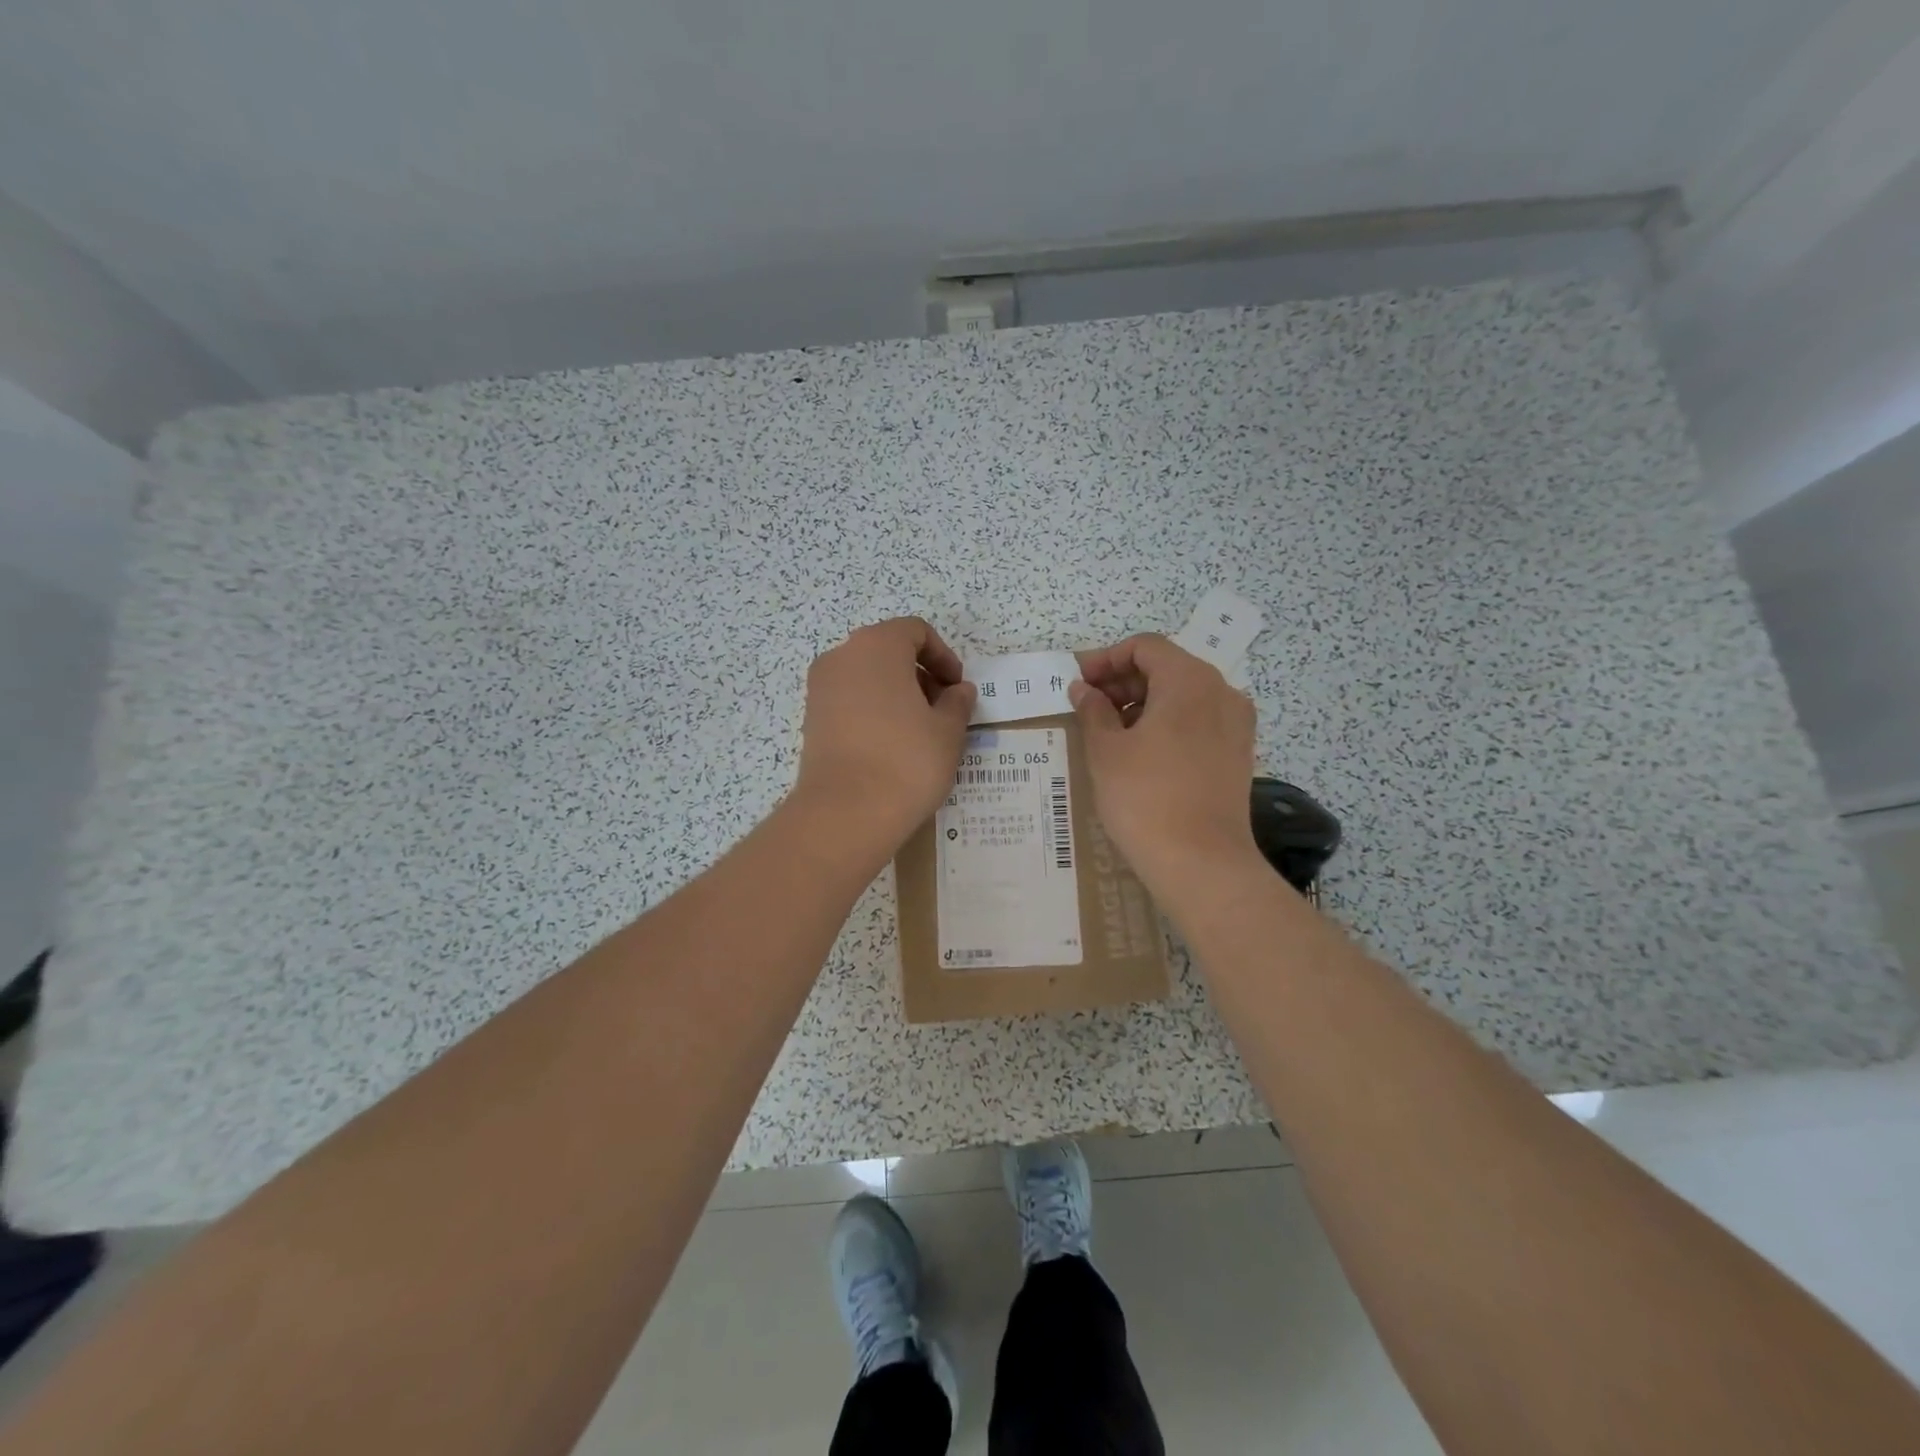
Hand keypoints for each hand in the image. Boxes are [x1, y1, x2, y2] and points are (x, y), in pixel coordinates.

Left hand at [791, 618, 976, 853]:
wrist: (845, 813)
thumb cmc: (906, 761)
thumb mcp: (948, 731)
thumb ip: (958, 702)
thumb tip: (959, 690)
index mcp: (877, 645)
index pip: (915, 631)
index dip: (943, 656)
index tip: (957, 688)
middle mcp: (842, 656)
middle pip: (888, 650)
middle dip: (919, 674)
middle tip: (942, 709)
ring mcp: (820, 688)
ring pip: (866, 676)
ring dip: (896, 693)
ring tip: (918, 731)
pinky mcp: (811, 718)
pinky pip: (849, 700)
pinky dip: (872, 710)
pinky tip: (890, 745)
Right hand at [1070, 633, 1258, 890]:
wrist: (1201, 864)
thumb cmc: (1145, 798)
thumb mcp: (1106, 751)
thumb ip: (1092, 710)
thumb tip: (1084, 689)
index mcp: (1189, 680)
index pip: (1144, 647)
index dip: (1105, 658)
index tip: (1077, 681)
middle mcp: (1221, 692)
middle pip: (1166, 667)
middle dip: (1122, 680)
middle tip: (1086, 705)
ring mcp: (1235, 724)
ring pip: (1183, 695)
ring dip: (1142, 702)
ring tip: (1107, 730)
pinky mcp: (1238, 753)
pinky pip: (1198, 720)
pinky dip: (1166, 722)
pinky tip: (1139, 750)